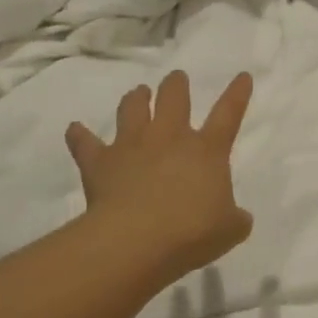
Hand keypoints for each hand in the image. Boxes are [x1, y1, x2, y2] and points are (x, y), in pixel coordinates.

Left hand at [67, 71, 254, 286]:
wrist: (137, 241)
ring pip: (132, 109)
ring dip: (136, 98)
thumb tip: (237, 216)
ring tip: (138, 92)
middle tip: (176, 78)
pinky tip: (75, 129)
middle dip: (176, 85)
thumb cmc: (192, 232)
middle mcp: (169, 138)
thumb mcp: (230, 229)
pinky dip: (79, 135)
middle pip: (173, 98)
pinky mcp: (100, 162)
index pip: (228, 114)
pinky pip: (85, 143)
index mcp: (207, 150)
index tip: (242, 76)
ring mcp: (132, 146)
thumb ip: (235, 217)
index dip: (237, 94)